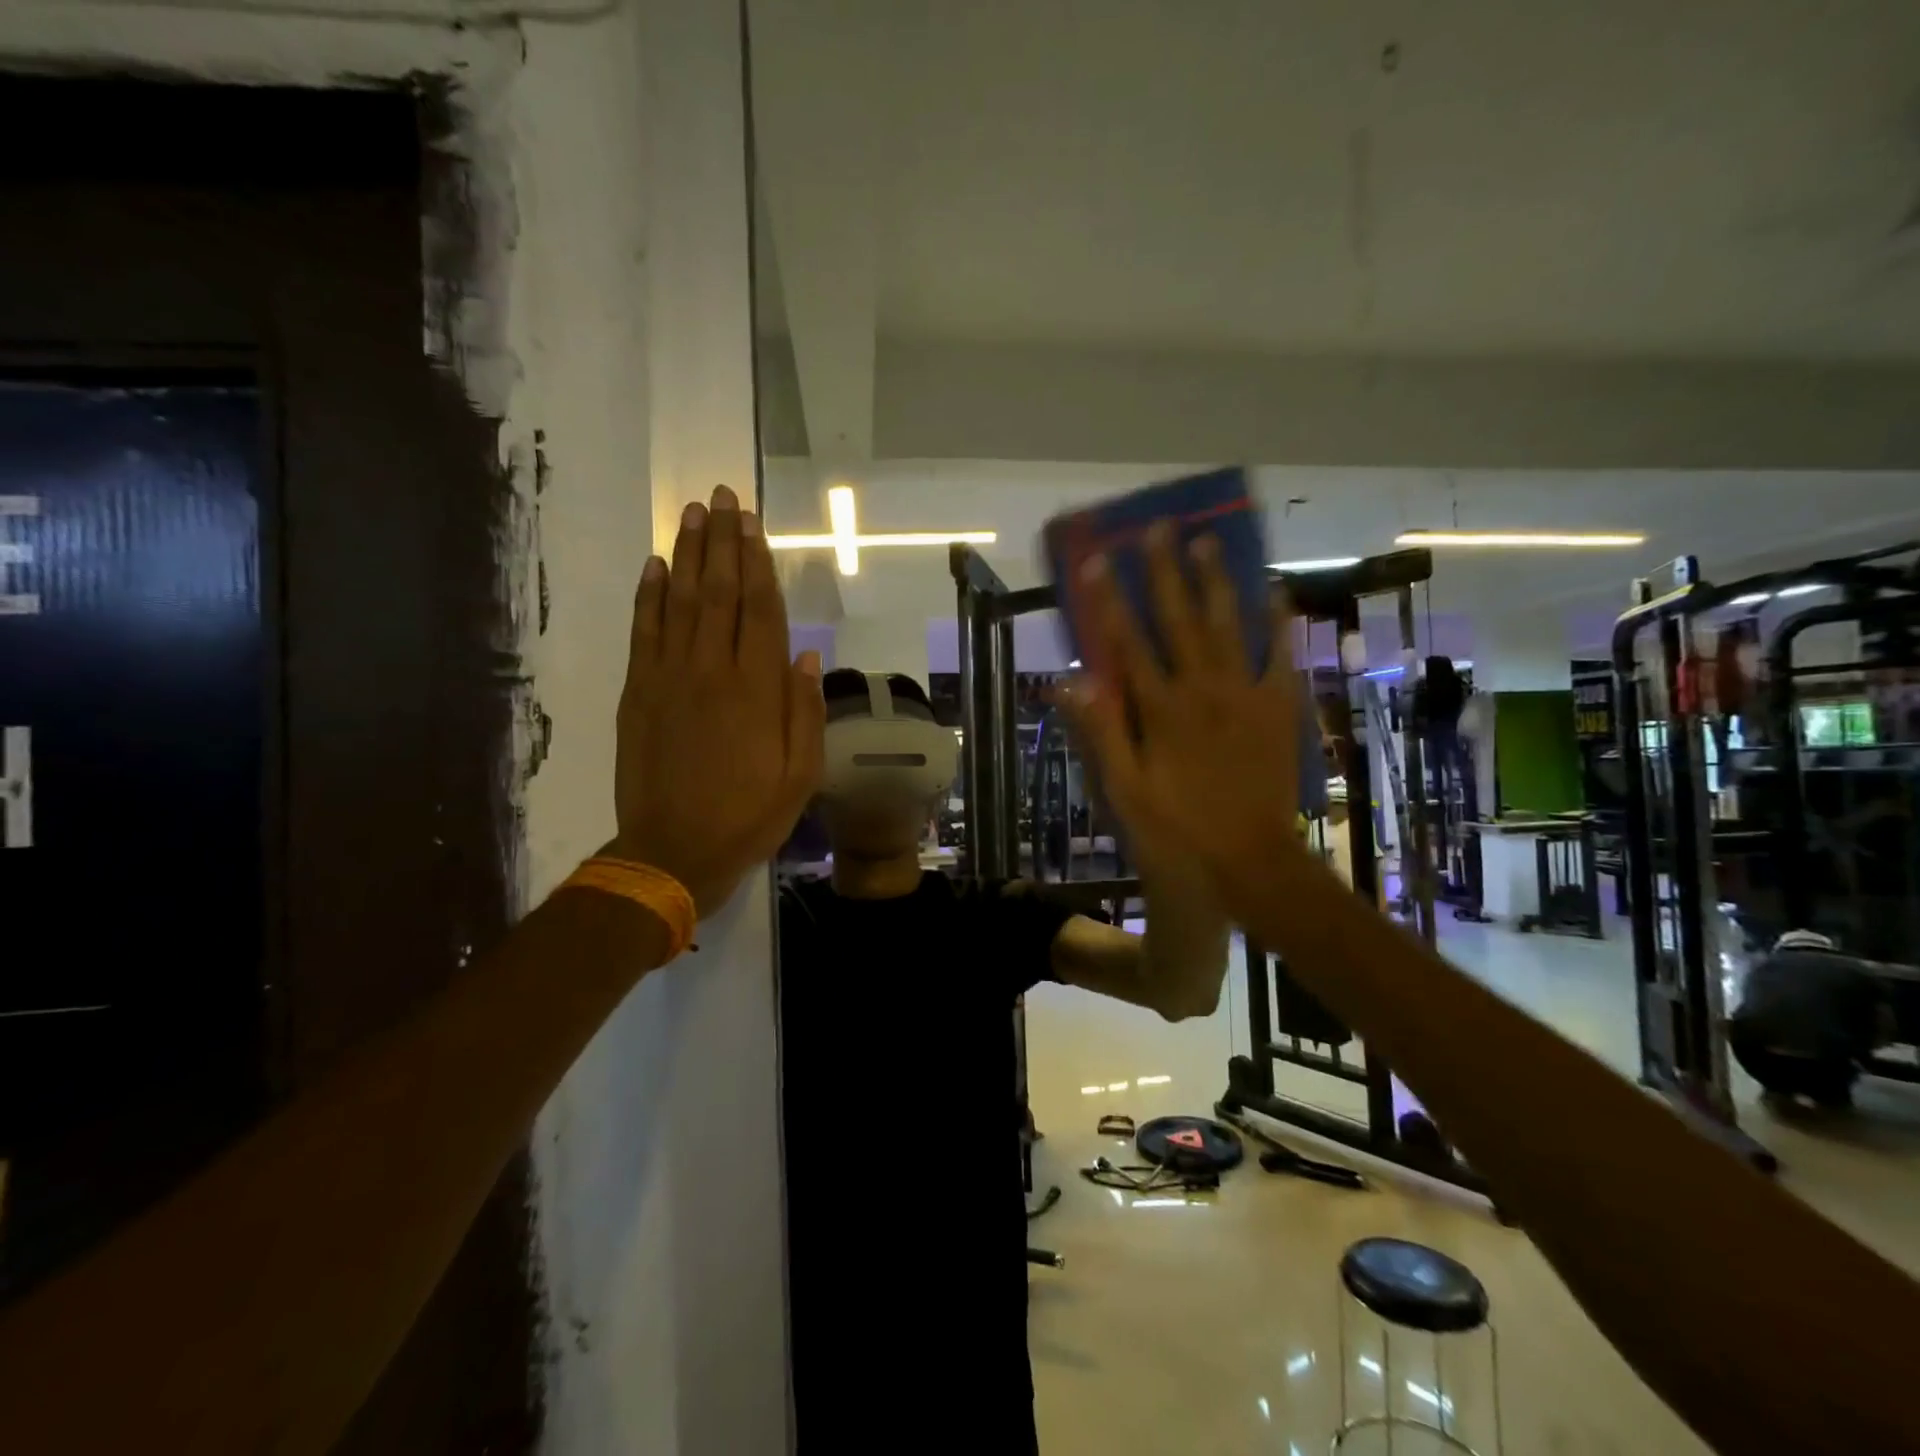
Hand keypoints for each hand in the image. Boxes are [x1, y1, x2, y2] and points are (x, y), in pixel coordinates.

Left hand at [611, 484, 823, 916]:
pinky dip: (648, 595)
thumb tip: (808, 656)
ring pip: (679, 601)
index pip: (760, 610)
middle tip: (722, 496)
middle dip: (722, 541)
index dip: (757, 563)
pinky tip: (654, 566)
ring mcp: (668, 677)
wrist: (673, 851)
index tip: (754, 523)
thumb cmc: (749, 816)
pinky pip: (644, 632)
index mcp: (757, 690)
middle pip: (718, 592)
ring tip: (692, 513)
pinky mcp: (637, 692)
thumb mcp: (801, 776)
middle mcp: (712, 671)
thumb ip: (805, 712)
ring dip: (686, 553)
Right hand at [1059, 524, 1305, 922]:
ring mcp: (1245, 695)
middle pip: (1179, 620)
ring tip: (1208, 542)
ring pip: (1228, 626)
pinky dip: (1277, 621)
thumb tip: (1071, 681)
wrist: (1250, 862)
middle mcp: (1202, 690)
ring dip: (1216, 582)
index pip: (1127, 643)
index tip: (1096, 560)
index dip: (1109, 600)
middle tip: (1158, 528)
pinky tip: (1272, 590)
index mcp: (1160, 710)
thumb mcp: (1124, 792)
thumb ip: (1101, 733)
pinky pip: (1279, 655)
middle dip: (1164, 572)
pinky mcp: (1278, 707)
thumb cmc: (1177, 830)